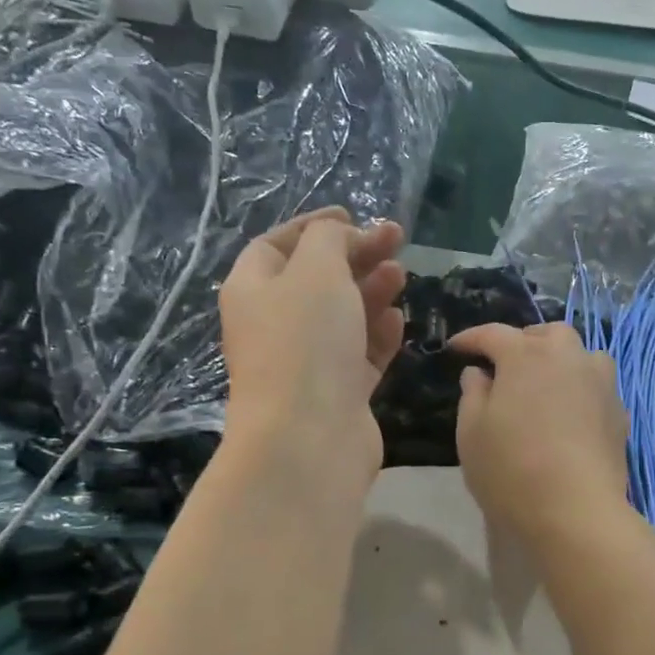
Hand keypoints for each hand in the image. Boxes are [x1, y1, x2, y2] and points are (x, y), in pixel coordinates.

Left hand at [219, 208, 405, 487]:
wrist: (309, 438)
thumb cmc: (305, 343)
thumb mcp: (316, 271)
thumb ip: (329, 240)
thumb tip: (340, 236)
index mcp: (253, 290)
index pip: (276, 245)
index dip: (313, 226)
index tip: (353, 215)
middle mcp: (275, 325)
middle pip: (316, 279)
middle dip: (355, 256)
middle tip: (395, 241)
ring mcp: (307, 363)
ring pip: (342, 318)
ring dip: (371, 292)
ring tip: (401, 277)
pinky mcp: (337, 394)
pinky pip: (359, 355)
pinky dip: (377, 336)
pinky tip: (397, 321)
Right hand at [449, 322, 630, 545]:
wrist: (577, 510)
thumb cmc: (511, 469)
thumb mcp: (472, 433)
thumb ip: (473, 394)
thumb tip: (479, 373)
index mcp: (526, 356)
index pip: (494, 334)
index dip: (471, 338)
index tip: (456, 348)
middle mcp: (567, 357)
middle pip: (547, 333)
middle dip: (524, 341)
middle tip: (506, 364)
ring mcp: (600, 382)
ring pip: (581, 353)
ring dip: (560, 358)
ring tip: (545, 382)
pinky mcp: (619, 410)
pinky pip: (597, 384)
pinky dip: (580, 387)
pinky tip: (570, 411)